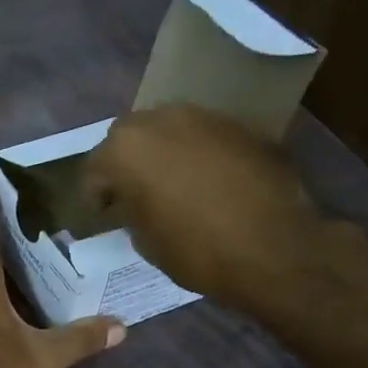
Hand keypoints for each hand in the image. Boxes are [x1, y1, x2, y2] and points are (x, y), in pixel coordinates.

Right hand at [83, 105, 329, 315]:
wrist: (272, 248)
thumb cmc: (195, 250)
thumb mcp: (143, 240)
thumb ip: (130, 208)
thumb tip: (133, 201)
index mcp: (126, 149)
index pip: (95, 168)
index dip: (96, 195)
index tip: (104, 215)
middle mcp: (160, 120)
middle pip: (129, 137)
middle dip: (127, 163)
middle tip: (134, 194)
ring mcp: (203, 117)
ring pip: (169, 130)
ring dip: (163, 153)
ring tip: (172, 185)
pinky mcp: (240, 126)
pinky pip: (204, 137)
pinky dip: (198, 155)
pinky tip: (208, 183)